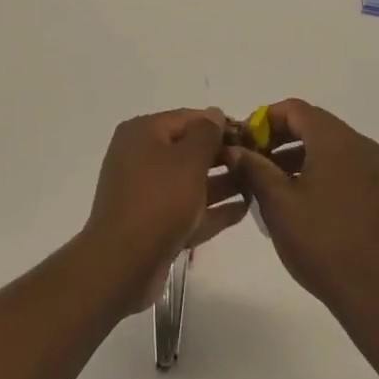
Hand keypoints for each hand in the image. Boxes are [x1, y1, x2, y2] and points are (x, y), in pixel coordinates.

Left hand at [80, 108, 248, 315]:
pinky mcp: (153, 224)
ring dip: (221, 182)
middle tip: (256, 161)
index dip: (219, 124)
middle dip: (222, 155)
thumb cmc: (158, 201)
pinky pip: (187, 208)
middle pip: (188, 149)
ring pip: (189, 181)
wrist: (122, 265)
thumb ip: (206, 134)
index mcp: (142, 132)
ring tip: (256, 184)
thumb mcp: (188, 160)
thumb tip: (215, 113)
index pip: (187, 118)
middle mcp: (140, 156)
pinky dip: (211, 209)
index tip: (250, 135)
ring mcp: (146, 192)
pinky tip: (243, 209)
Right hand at [224, 100, 378, 325]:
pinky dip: (317, 169)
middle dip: (279, 137)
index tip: (243, 142)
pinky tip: (299, 198)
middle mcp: (359, 145)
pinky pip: (342, 165)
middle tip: (252, 160)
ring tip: (270, 182)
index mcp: (336, 140)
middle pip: (312, 123)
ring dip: (296, 154)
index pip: (294, 109)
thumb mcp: (278, 204)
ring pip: (327, 145)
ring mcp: (373, 169)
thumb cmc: (323, 244)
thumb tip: (234, 149)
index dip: (264, 120)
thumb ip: (253, 168)